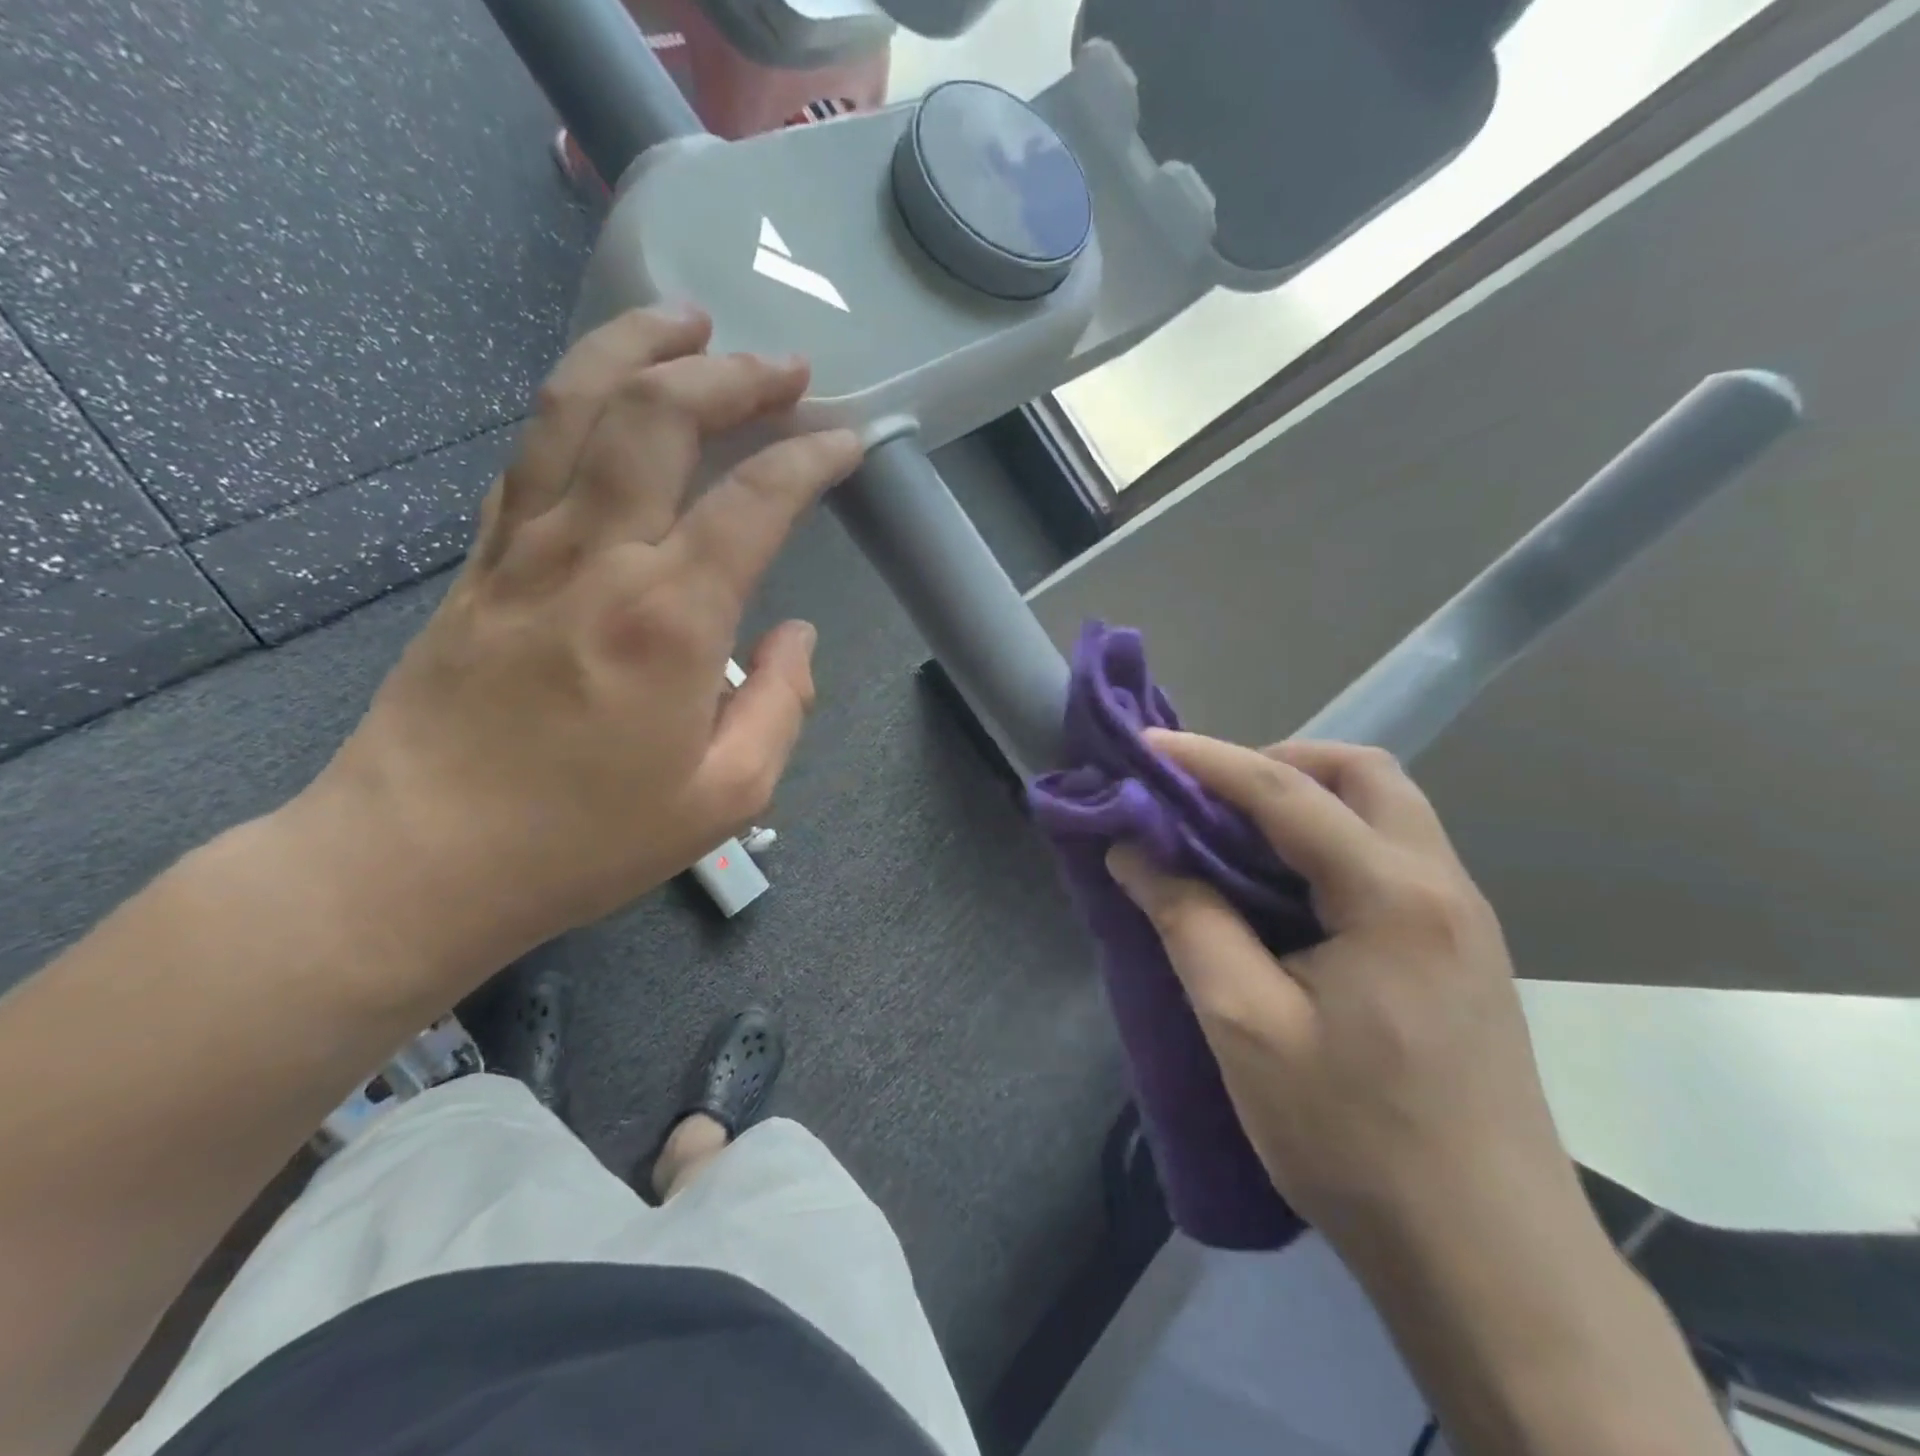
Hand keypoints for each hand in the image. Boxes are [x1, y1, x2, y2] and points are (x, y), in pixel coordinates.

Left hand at [297, 306, 862, 980]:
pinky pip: (530, 453)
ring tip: (688, 323)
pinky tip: (606, 399)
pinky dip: (577, 404)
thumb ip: (782, 705)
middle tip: (783, 366)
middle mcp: (596, 557)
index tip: (848, 440)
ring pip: (577, 405)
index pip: (755, 500)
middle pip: (659, 415)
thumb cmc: (584, 840)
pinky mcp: (479, 561)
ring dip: (639, 349)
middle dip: (731, 373)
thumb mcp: (727, 798)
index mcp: (669, 618)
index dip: (812, 458)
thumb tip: (795, 634)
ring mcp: (523, 548)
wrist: (416, 863)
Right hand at [1107, 733, 1585, 1250]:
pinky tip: (1285, 892)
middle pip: (1363, 774)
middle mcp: (1442, 885)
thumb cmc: (1356, 1141)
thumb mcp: (1246, 1027)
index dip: (1208, 760)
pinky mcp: (1460, 952)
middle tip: (1210, 799)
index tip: (1144, 746)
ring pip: (1385, 811)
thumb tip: (1133, 851)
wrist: (1490, 1263)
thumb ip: (1188, 921)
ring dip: (1307, 802)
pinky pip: (1391, 857)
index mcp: (1393, 895)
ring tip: (1236, 840)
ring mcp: (1462, 918)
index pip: (1287, 791)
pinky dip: (1329, 842)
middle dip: (1278, 763)